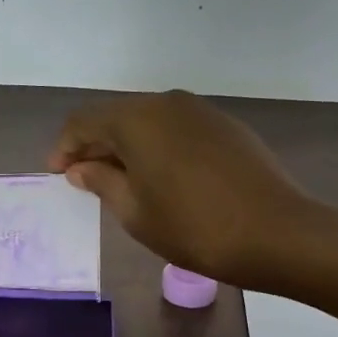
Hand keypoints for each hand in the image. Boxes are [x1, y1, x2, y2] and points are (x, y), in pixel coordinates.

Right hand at [48, 90, 337, 289]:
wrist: (278, 233)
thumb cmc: (193, 227)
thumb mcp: (134, 211)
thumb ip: (101, 182)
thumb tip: (82, 167)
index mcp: (136, 119)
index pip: (83, 122)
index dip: (65, 147)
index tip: (59, 176)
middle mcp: (166, 103)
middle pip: (116, 116)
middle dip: (95, 146)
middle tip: (86, 181)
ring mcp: (200, 112)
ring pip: (148, 122)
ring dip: (127, 147)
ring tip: (123, 183)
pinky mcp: (225, 126)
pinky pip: (176, 129)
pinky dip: (157, 147)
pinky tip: (162, 178)